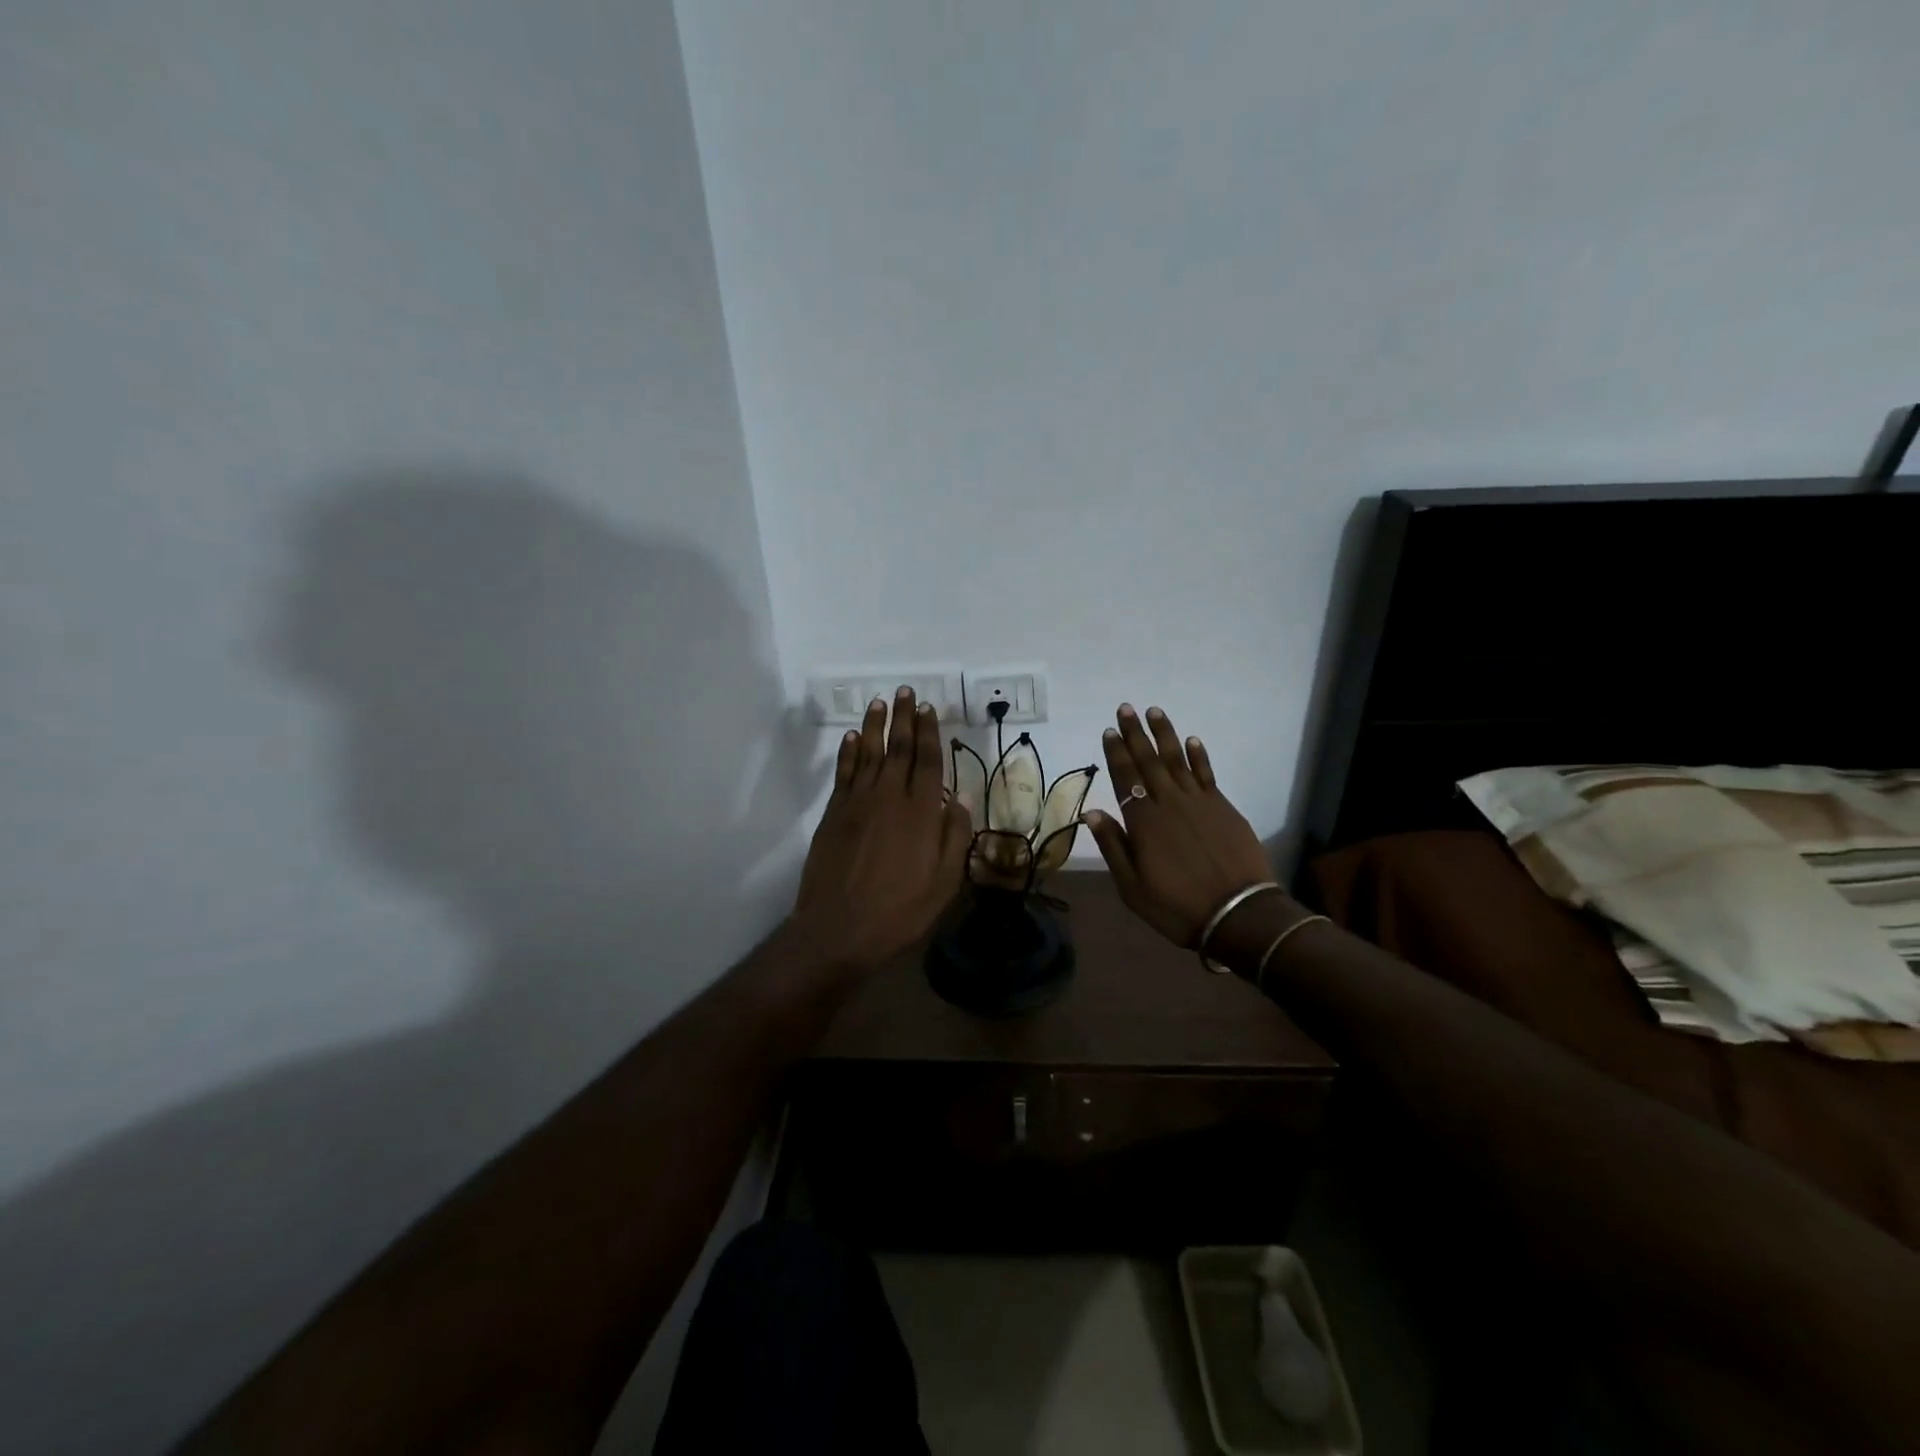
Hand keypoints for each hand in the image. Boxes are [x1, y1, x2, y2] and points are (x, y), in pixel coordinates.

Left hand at [791, 686, 972, 972]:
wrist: (839, 928)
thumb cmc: (900, 910)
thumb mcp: (944, 882)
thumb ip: (955, 836)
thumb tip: (962, 797)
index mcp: (922, 812)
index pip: (928, 761)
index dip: (929, 732)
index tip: (927, 708)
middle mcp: (890, 796)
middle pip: (899, 748)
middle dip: (903, 718)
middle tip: (904, 691)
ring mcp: (858, 802)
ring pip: (868, 753)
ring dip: (874, 726)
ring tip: (879, 703)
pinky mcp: (834, 813)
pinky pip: (844, 773)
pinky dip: (847, 753)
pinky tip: (850, 738)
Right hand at [1084, 704, 1274, 948]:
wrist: (1238, 914)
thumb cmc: (1177, 906)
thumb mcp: (1132, 887)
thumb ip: (1113, 846)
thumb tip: (1092, 812)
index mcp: (1143, 822)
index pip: (1125, 778)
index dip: (1116, 754)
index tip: (1109, 731)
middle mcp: (1169, 803)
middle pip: (1149, 761)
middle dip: (1135, 734)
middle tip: (1125, 709)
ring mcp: (1199, 802)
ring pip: (1177, 760)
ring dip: (1165, 734)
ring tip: (1154, 712)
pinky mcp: (1223, 807)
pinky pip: (1207, 774)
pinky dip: (1198, 756)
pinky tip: (1192, 740)